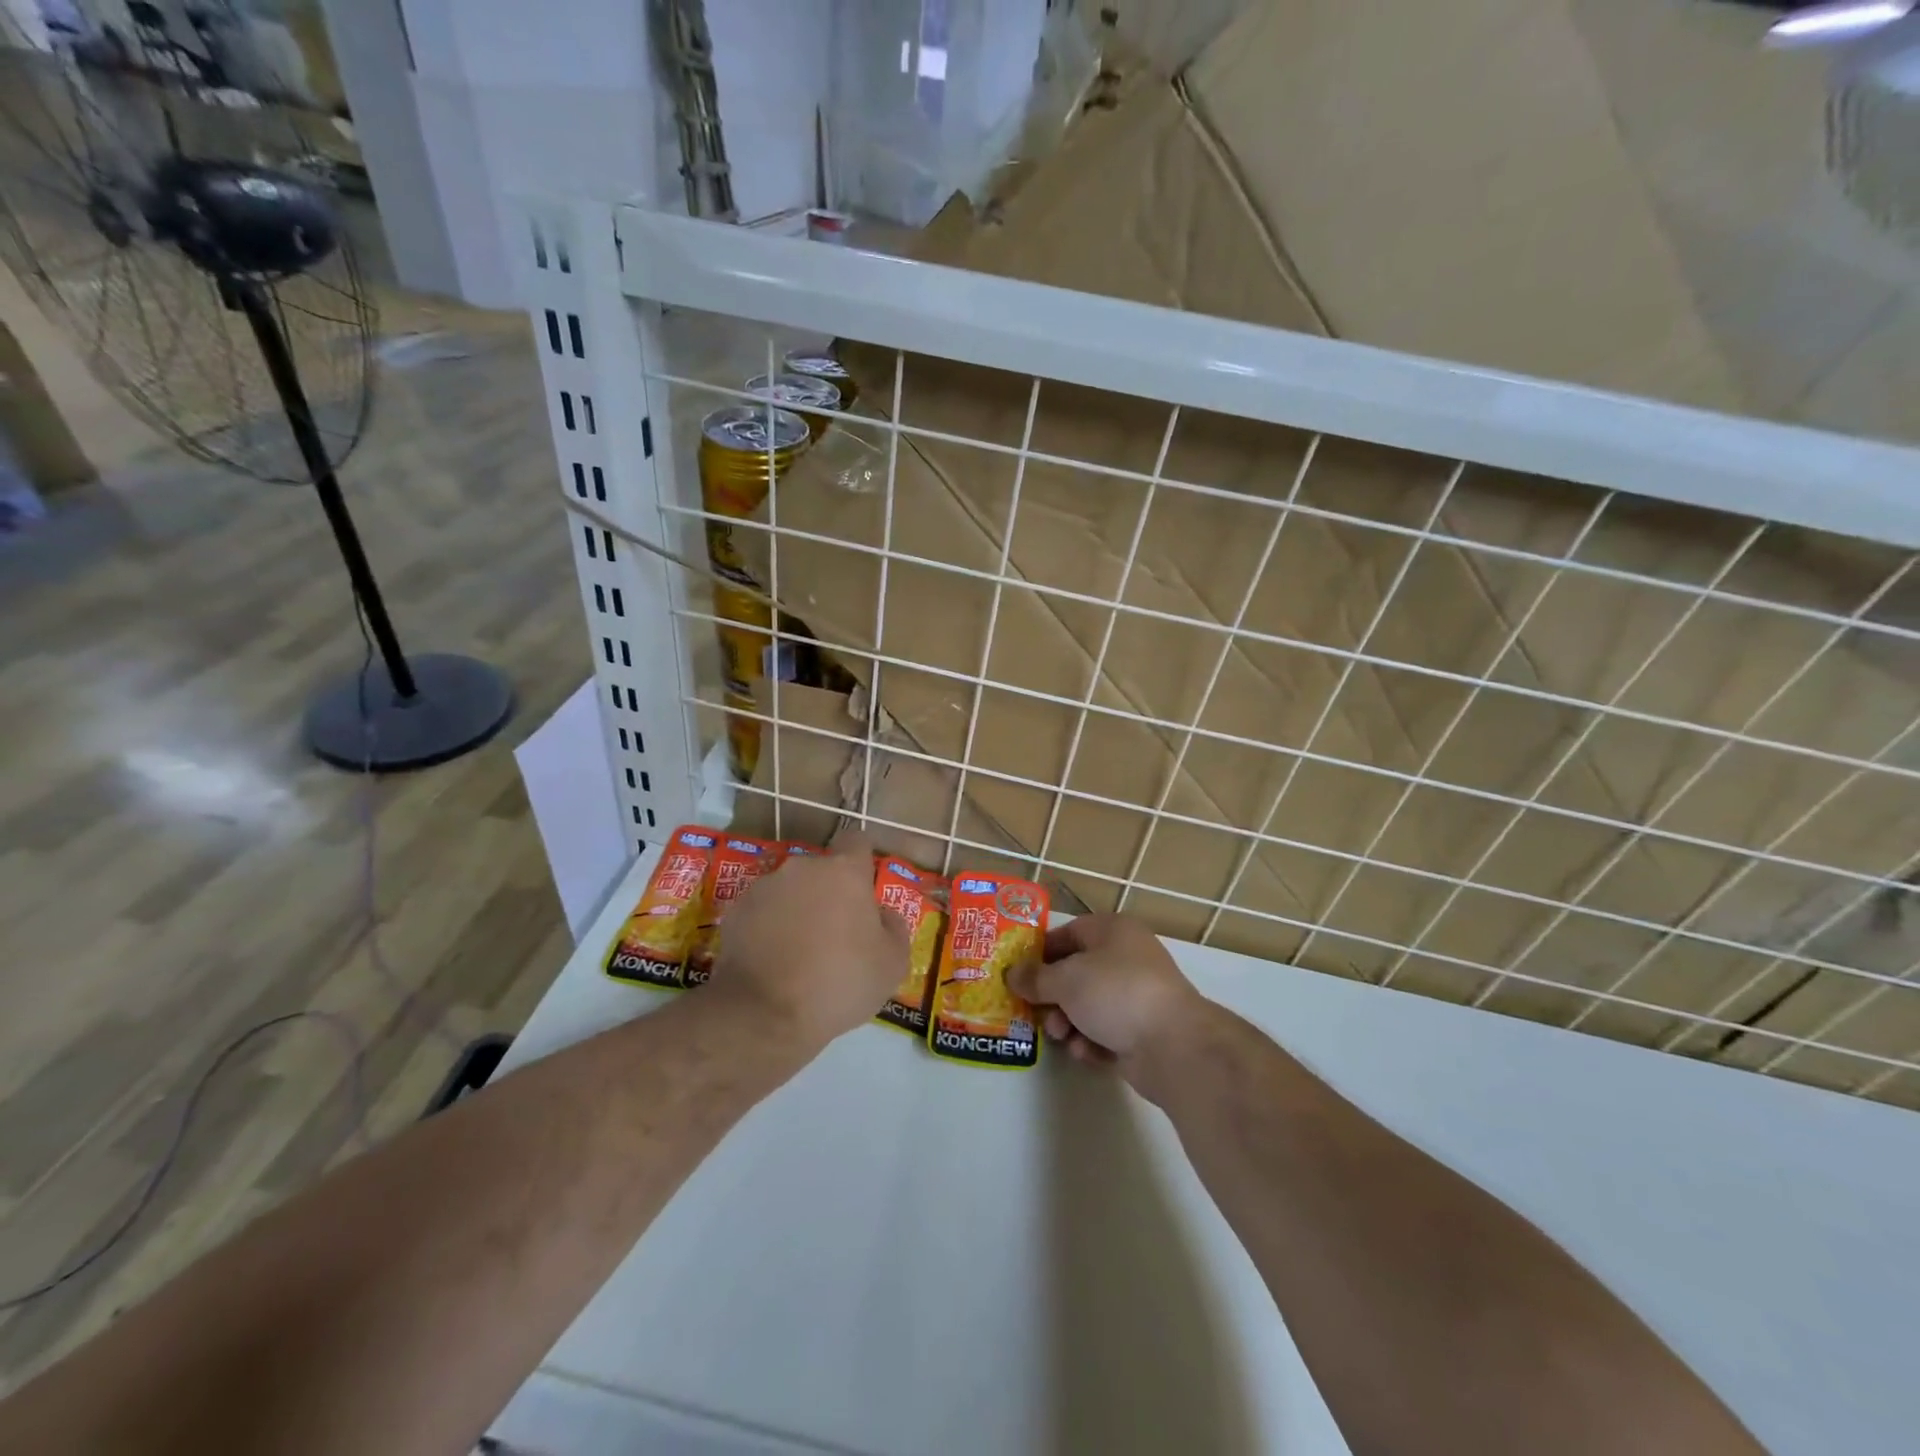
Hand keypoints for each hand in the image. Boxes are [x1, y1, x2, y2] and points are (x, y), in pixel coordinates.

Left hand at [710, 831, 909, 1050]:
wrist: (765, 1014)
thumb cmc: (840, 983)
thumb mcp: (892, 965)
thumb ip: (894, 928)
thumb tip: (883, 915)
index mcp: (845, 872)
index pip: (857, 841)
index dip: (862, 861)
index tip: (865, 888)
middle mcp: (803, 868)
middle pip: (822, 870)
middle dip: (829, 893)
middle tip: (836, 934)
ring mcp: (764, 887)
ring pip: (790, 890)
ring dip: (798, 910)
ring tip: (800, 953)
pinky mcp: (735, 912)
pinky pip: (762, 912)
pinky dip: (769, 928)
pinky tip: (773, 961)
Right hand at [1005, 914, 1211, 1096]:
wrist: (1173, 1045)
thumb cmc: (1115, 993)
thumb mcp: (1066, 979)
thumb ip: (1035, 978)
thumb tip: (1012, 974)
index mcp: (1113, 931)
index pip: (1069, 933)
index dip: (1041, 952)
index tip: (1018, 973)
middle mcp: (1127, 958)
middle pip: (1077, 972)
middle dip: (1053, 995)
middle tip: (1035, 1011)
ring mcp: (1137, 996)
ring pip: (1089, 1005)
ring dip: (1068, 1021)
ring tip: (1061, 1036)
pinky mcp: (1142, 1031)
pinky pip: (1106, 1031)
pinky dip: (1091, 1041)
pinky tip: (1085, 1052)